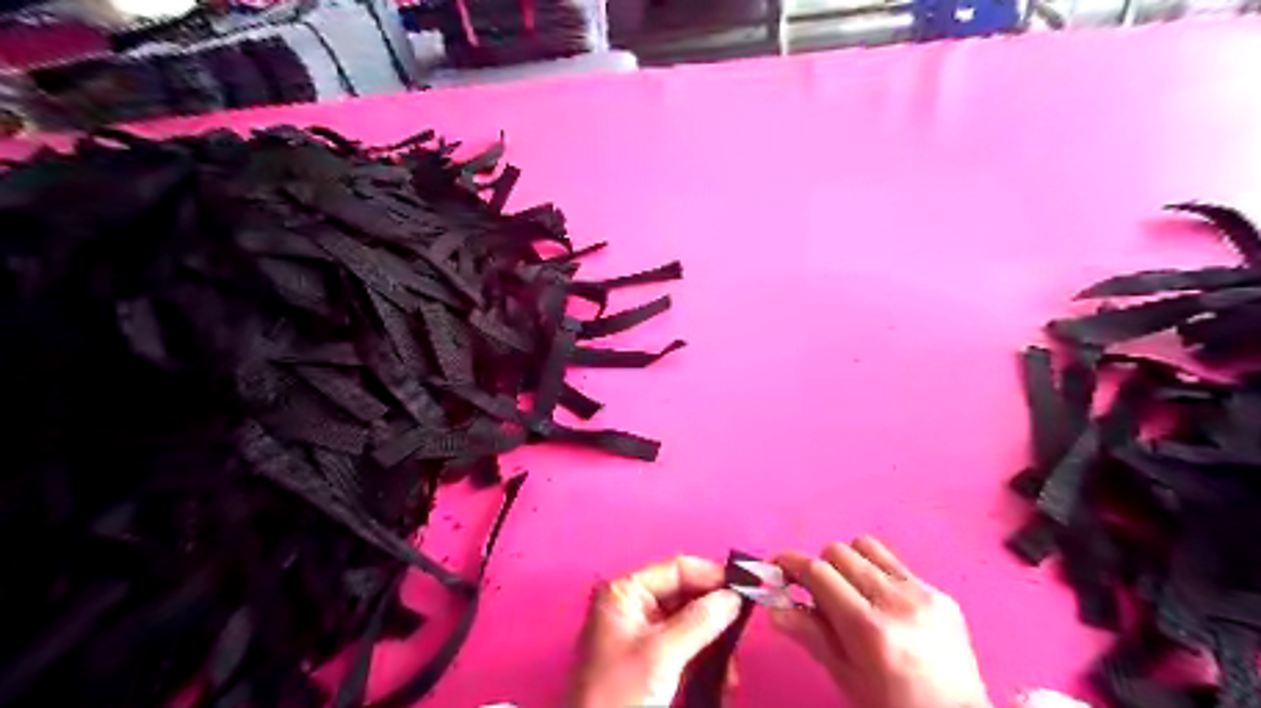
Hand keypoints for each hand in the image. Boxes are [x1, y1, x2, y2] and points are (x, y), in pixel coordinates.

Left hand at [569, 555, 739, 705]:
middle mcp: (632, 604)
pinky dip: (704, 658)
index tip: (747, 586)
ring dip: (714, 641)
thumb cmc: (619, 694)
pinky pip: (684, 646)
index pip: (676, 569)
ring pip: (689, 622)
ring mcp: (640, 632)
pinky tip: (722, 678)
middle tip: (745, 628)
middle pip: (685, 595)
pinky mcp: (649, 659)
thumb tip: (733, 597)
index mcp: (625, 592)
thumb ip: (699, 621)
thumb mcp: (662, 654)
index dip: (712, 575)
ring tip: (731, 669)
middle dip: (715, 614)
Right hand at [770, 536, 995, 706]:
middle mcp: (896, 602)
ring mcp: (924, 594)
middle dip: (819, 567)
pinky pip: (896, 565)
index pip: (818, 572)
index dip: (790, 563)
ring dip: (849, 562)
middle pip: (838, 551)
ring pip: (867, 546)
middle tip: (816, 592)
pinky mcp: (942, 594)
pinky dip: (879, 575)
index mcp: (869, 628)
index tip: (777, 567)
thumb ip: (809, 635)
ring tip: (851, 592)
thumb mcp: (845, 677)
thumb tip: (774, 608)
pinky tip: (884, 605)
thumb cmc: (892, 707)